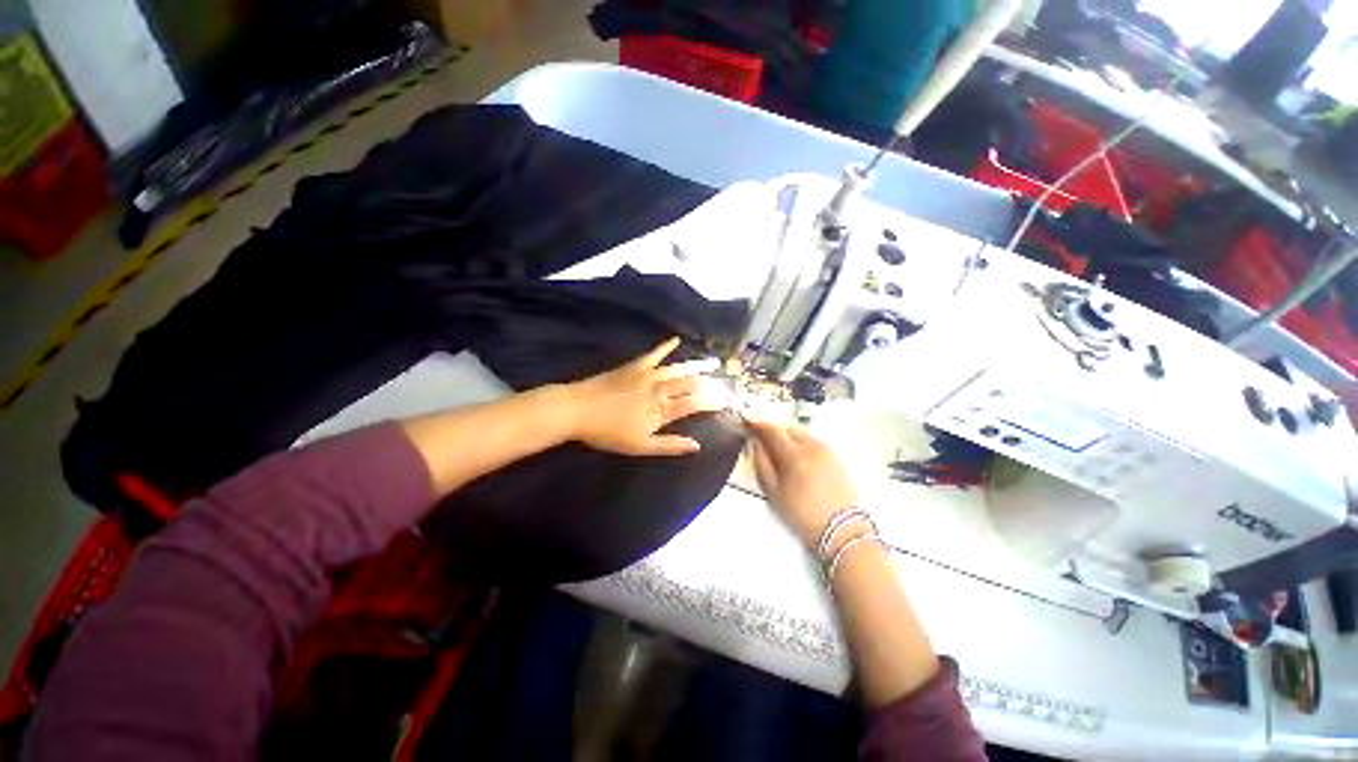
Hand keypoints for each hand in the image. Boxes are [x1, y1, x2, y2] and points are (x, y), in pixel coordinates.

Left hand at [565, 338, 726, 456]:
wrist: (579, 410)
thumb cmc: (608, 433)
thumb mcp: (640, 446)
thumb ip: (670, 445)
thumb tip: (697, 445)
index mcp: (661, 410)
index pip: (694, 404)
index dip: (712, 402)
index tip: (727, 401)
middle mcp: (660, 390)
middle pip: (690, 385)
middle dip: (709, 384)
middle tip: (724, 383)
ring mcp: (648, 375)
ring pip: (678, 369)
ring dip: (697, 366)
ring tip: (713, 362)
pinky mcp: (635, 366)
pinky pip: (654, 353)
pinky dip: (666, 346)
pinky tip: (676, 339)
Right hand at [747, 418, 857, 547]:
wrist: (843, 529)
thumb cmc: (803, 513)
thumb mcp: (774, 492)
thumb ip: (762, 463)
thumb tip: (756, 443)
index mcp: (794, 454)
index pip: (773, 430)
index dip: (758, 423)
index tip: (748, 420)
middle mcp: (812, 445)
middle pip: (788, 427)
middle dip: (773, 428)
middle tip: (762, 436)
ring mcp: (826, 449)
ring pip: (801, 432)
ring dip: (787, 434)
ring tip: (778, 446)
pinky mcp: (836, 456)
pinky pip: (812, 440)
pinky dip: (800, 441)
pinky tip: (796, 454)